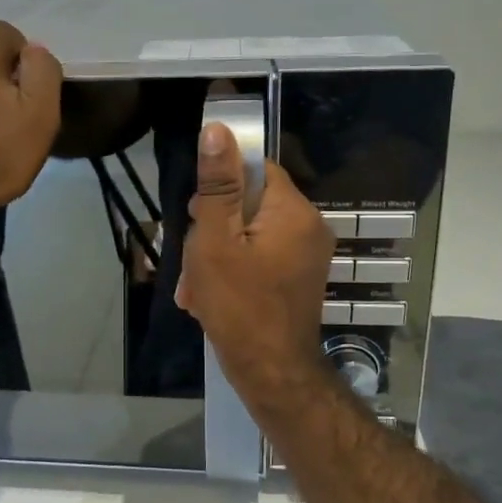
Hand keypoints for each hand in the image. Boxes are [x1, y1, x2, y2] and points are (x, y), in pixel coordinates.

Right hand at [177, 123, 334, 397]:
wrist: (271, 372)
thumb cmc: (239, 304)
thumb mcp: (216, 240)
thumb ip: (217, 186)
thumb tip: (218, 130)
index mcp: (293, 210)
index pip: (256, 168)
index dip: (220, 186)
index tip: (195, 214)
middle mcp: (309, 226)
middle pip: (251, 203)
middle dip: (213, 227)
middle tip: (192, 258)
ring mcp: (307, 255)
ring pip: (251, 233)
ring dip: (218, 253)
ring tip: (196, 286)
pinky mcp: (299, 278)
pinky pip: (261, 257)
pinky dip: (234, 270)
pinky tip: (210, 296)